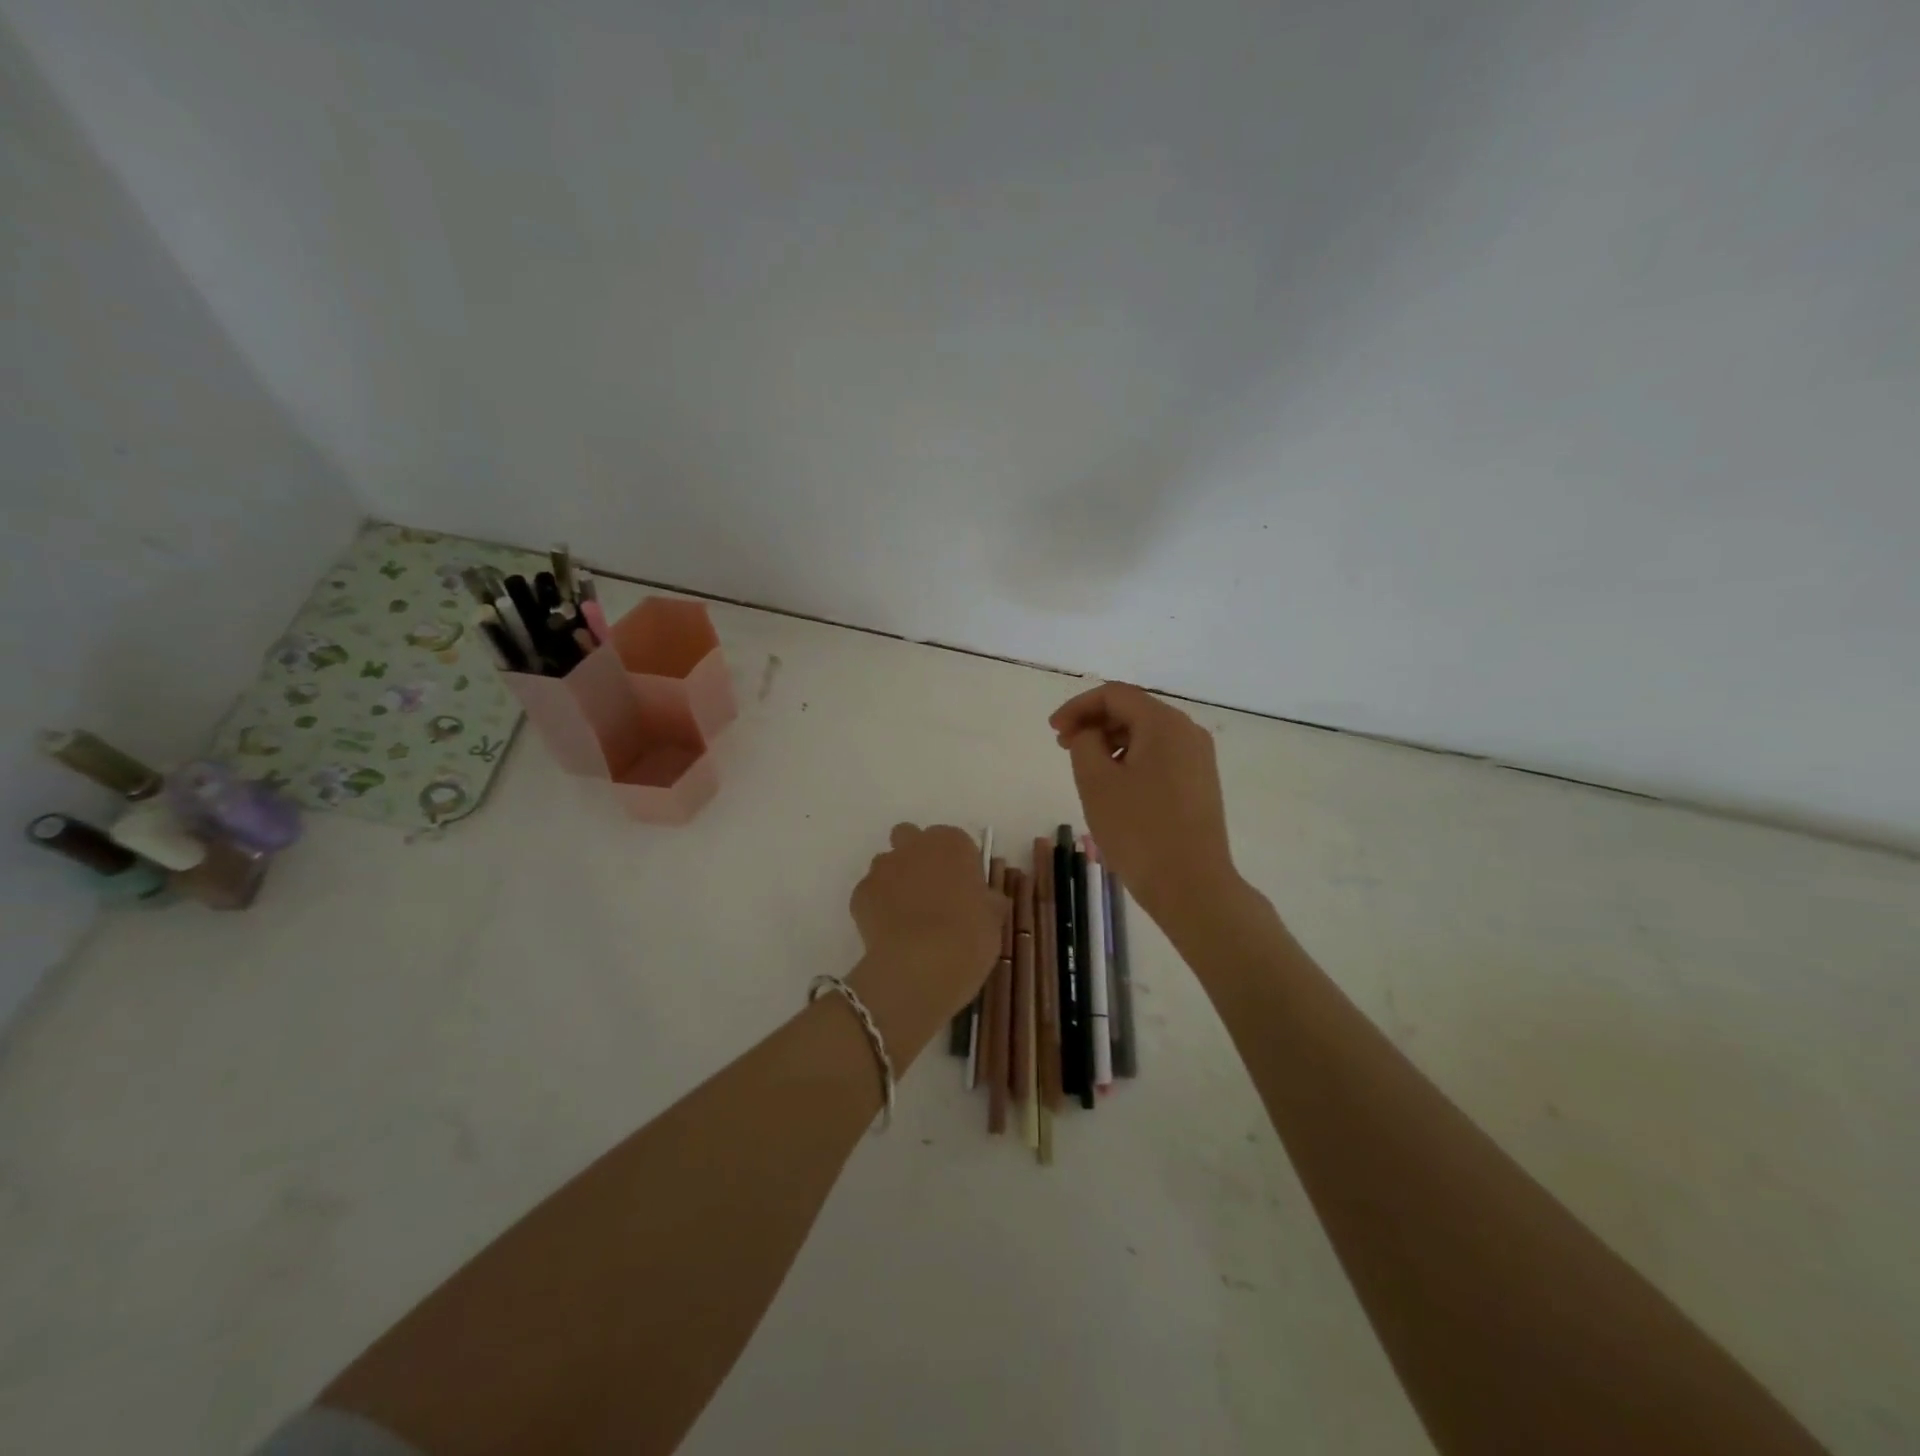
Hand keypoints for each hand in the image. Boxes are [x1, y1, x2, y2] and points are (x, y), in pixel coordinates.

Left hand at [846, 824, 1003, 1062]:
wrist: (922, 964)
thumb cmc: (968, 935)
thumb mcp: (993, 919)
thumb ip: (988, 902)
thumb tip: (988, 901)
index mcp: (952, 843)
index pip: (955, 841)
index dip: (958, 864)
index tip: (964, 888)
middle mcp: (914, 845)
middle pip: (910, 837)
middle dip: (916, 856)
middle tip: (930, 892)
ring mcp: (883, 867)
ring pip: (886, 864)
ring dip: (895, 880)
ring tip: (907, 916)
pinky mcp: (860, 893)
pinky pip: (870, 893)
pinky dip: (877, 907)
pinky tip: (890, 932)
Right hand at [1049, 683, 1236, 921]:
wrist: (1192, 885)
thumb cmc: (1138, 830)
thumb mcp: (1096, 782)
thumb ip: (1084, 743)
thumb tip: (1089, 734)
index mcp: (1164, 723)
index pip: (1114, 695)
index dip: (1078, 707)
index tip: (1053, 732)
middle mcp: (1188, 732)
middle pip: (1133, 711)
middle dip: (1094, 724)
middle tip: (1063, 748)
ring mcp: (1199, 759)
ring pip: (1147, 735)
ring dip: (1112, 743)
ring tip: (1087, 770)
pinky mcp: (1201, 783)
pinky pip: (1160, 757)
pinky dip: (1132, 760)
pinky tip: (1116, 786)